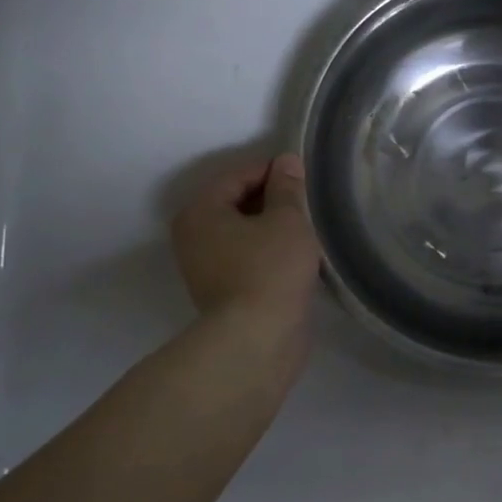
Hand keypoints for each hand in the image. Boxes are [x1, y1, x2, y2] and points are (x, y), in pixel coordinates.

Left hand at [170, 154, 320, 324]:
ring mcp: (205, 268)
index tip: (304, 177)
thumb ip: (288, 187)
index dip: (273, 171)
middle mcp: (193, 236)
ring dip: (272, 228)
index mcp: (200, 211)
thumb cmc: (270, 269)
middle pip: (237, 203)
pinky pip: (247, 258)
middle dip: (272, 200)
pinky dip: (269, 252)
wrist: (257, 340)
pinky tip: (297, 256)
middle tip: (307, 203)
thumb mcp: (287, 219)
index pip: (238, 175)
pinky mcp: (223, 293)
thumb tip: (287, 161)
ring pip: (244, 233)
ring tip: (306, 228)